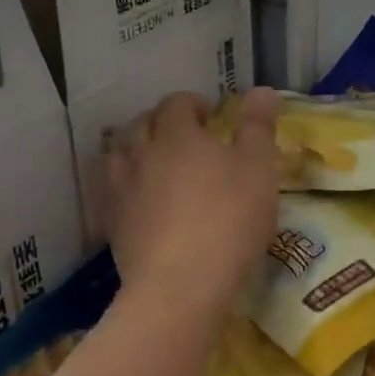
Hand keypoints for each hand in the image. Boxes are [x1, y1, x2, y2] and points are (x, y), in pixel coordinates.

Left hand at [104, 88, 279, 316]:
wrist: (181, 285)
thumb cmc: (229, 219)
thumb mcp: (259, 169)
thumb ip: (258, 127)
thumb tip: (262, 90)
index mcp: (177, 136)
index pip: (177, 104)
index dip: (194, 104)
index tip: (212, 117)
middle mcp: (142, 155)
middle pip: (141, 125)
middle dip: (161, 123)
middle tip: (185, 137)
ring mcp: (121, 191)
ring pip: (118, 156)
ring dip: (135, 150)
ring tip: (154, 163)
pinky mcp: (113, 227)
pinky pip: (112, 194)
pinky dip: (125, 188)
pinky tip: (139, 201)